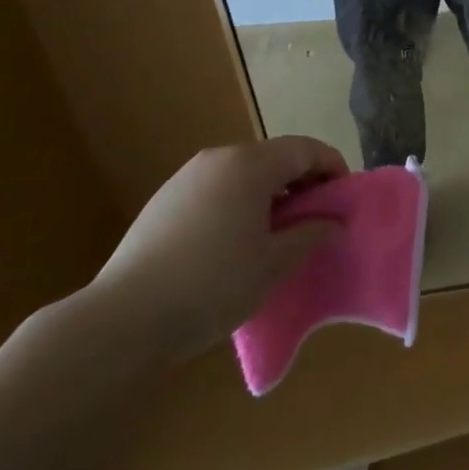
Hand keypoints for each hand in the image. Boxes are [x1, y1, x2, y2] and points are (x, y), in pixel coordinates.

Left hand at [88, 136, 347, 358]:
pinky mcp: (163, 201)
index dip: (332, 168)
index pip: (305, 150)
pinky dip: (237, 205)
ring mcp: (186, 177)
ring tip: (276, 236)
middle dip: (301, 183)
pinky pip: (215, 190)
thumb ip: (311, 235)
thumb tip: (332, 223)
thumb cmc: (213, 284)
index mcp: (250, 164)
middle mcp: (219, 158)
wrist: (124, 319)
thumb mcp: (274, 264)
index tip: (344, 200)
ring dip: (269, 195)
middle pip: (274, 158)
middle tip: (315, 221)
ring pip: (243, 174)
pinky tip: (233, 245)